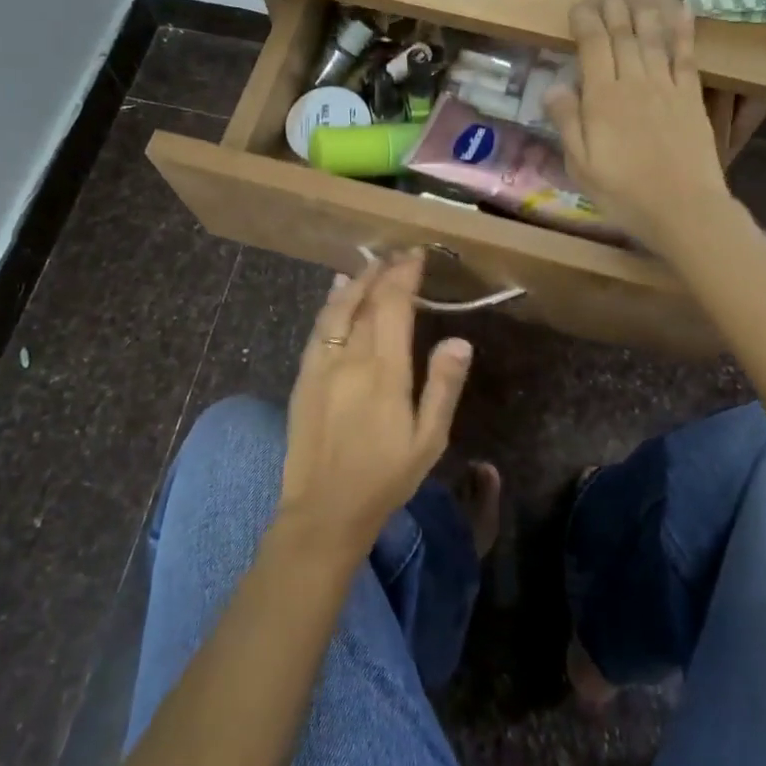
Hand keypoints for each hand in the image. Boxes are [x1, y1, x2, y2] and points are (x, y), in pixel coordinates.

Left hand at [277, 252, 472, 557]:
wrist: (324, 510)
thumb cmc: (385, 478)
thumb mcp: (428, 440)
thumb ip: (443, 386)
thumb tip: (460, 340)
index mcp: (385, 370)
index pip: (394, 306)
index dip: (404, 275)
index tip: (416, 255)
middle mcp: (351, 357)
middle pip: (367, 301)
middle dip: (384, 272)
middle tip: (398, 254)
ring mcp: (323, 365)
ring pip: (338, 308)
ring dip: (356, 281)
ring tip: (371, 263)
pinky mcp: (305, 376)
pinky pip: (319, 328)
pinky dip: (331, 303)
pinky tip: (337, 291)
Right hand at [544, 0, 732, 253]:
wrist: (683, 209)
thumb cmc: (624, 192)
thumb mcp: (580, 165)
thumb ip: (567, 122)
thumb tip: (554, 85)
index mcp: (602, 98)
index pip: (592, 47)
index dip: (586, 20)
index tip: (581, 1)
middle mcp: (634, 83)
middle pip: (623, 34)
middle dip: (616, 2)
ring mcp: (666, 87)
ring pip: (653, 36)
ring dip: (646, 3)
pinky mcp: (690, 97)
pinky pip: (686, 56)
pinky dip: (683, 30)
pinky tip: (682, 7)